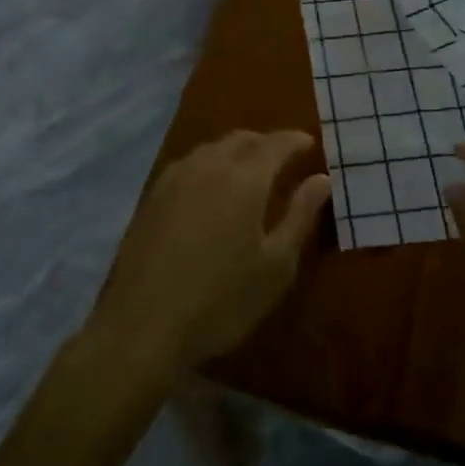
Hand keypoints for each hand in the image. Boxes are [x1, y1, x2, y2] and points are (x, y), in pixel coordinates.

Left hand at [89, 130, 329, 381]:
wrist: (143, 326)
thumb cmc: (221, 300)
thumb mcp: (276, 265)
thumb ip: (300, 215)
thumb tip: (321, 179)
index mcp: (244, 179)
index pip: (275, 144)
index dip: (294, 141)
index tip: (309, 143)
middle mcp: (208, 167)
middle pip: (241, 139)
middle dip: (265, 142)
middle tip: (283, 156)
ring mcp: (174, 179)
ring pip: (211, 148)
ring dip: (235, 151)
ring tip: (249, 169)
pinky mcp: (151, 197)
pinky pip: (189, 164)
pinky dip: (209, 164)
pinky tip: (209, 186)